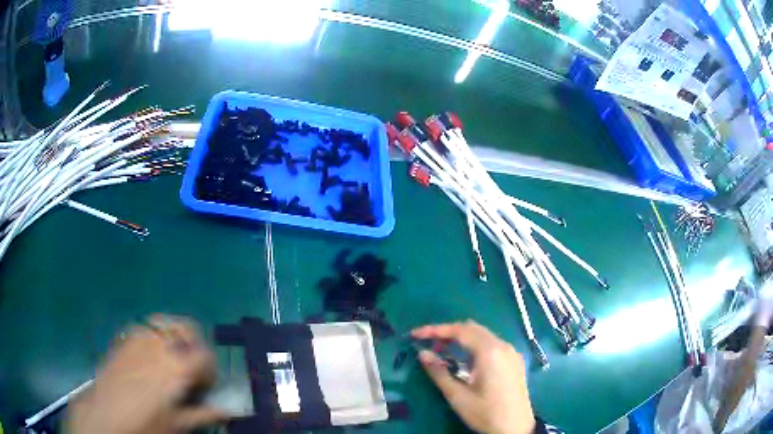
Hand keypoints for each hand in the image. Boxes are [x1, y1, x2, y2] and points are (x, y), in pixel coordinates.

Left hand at [67, 315, 227, 433]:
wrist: (105, 415)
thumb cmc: (145, 423)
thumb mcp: (178, 424)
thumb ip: (204, 414)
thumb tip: (227, 412)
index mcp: (177, 366)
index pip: (206, 354)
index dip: (211, 370)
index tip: (205, 386)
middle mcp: (160, 343)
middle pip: (187, 327)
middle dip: (195, 344)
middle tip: (191, 367)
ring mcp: (139, 337)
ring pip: (165, 323)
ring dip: (175, 338)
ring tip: (171, 361)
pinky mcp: (124, 339)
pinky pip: (146, 329)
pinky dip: (155, 338)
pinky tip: (149, 359)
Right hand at [412, 320, 534, 433]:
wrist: (516, 428)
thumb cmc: (486, 413)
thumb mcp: (458, 396)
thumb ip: (439, 372)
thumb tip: (422, 354)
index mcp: (490, 352)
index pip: (460, 331)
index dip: (436, 330)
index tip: (416, 334)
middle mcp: (503, 346)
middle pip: (472, 329)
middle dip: (448, 333)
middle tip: (429, 345)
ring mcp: (511, 352)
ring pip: (483, 335)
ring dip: (462, 339)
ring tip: (442, 352)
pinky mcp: (515, 361)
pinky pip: (492, 344)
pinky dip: (475, 346)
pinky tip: (465, 361)